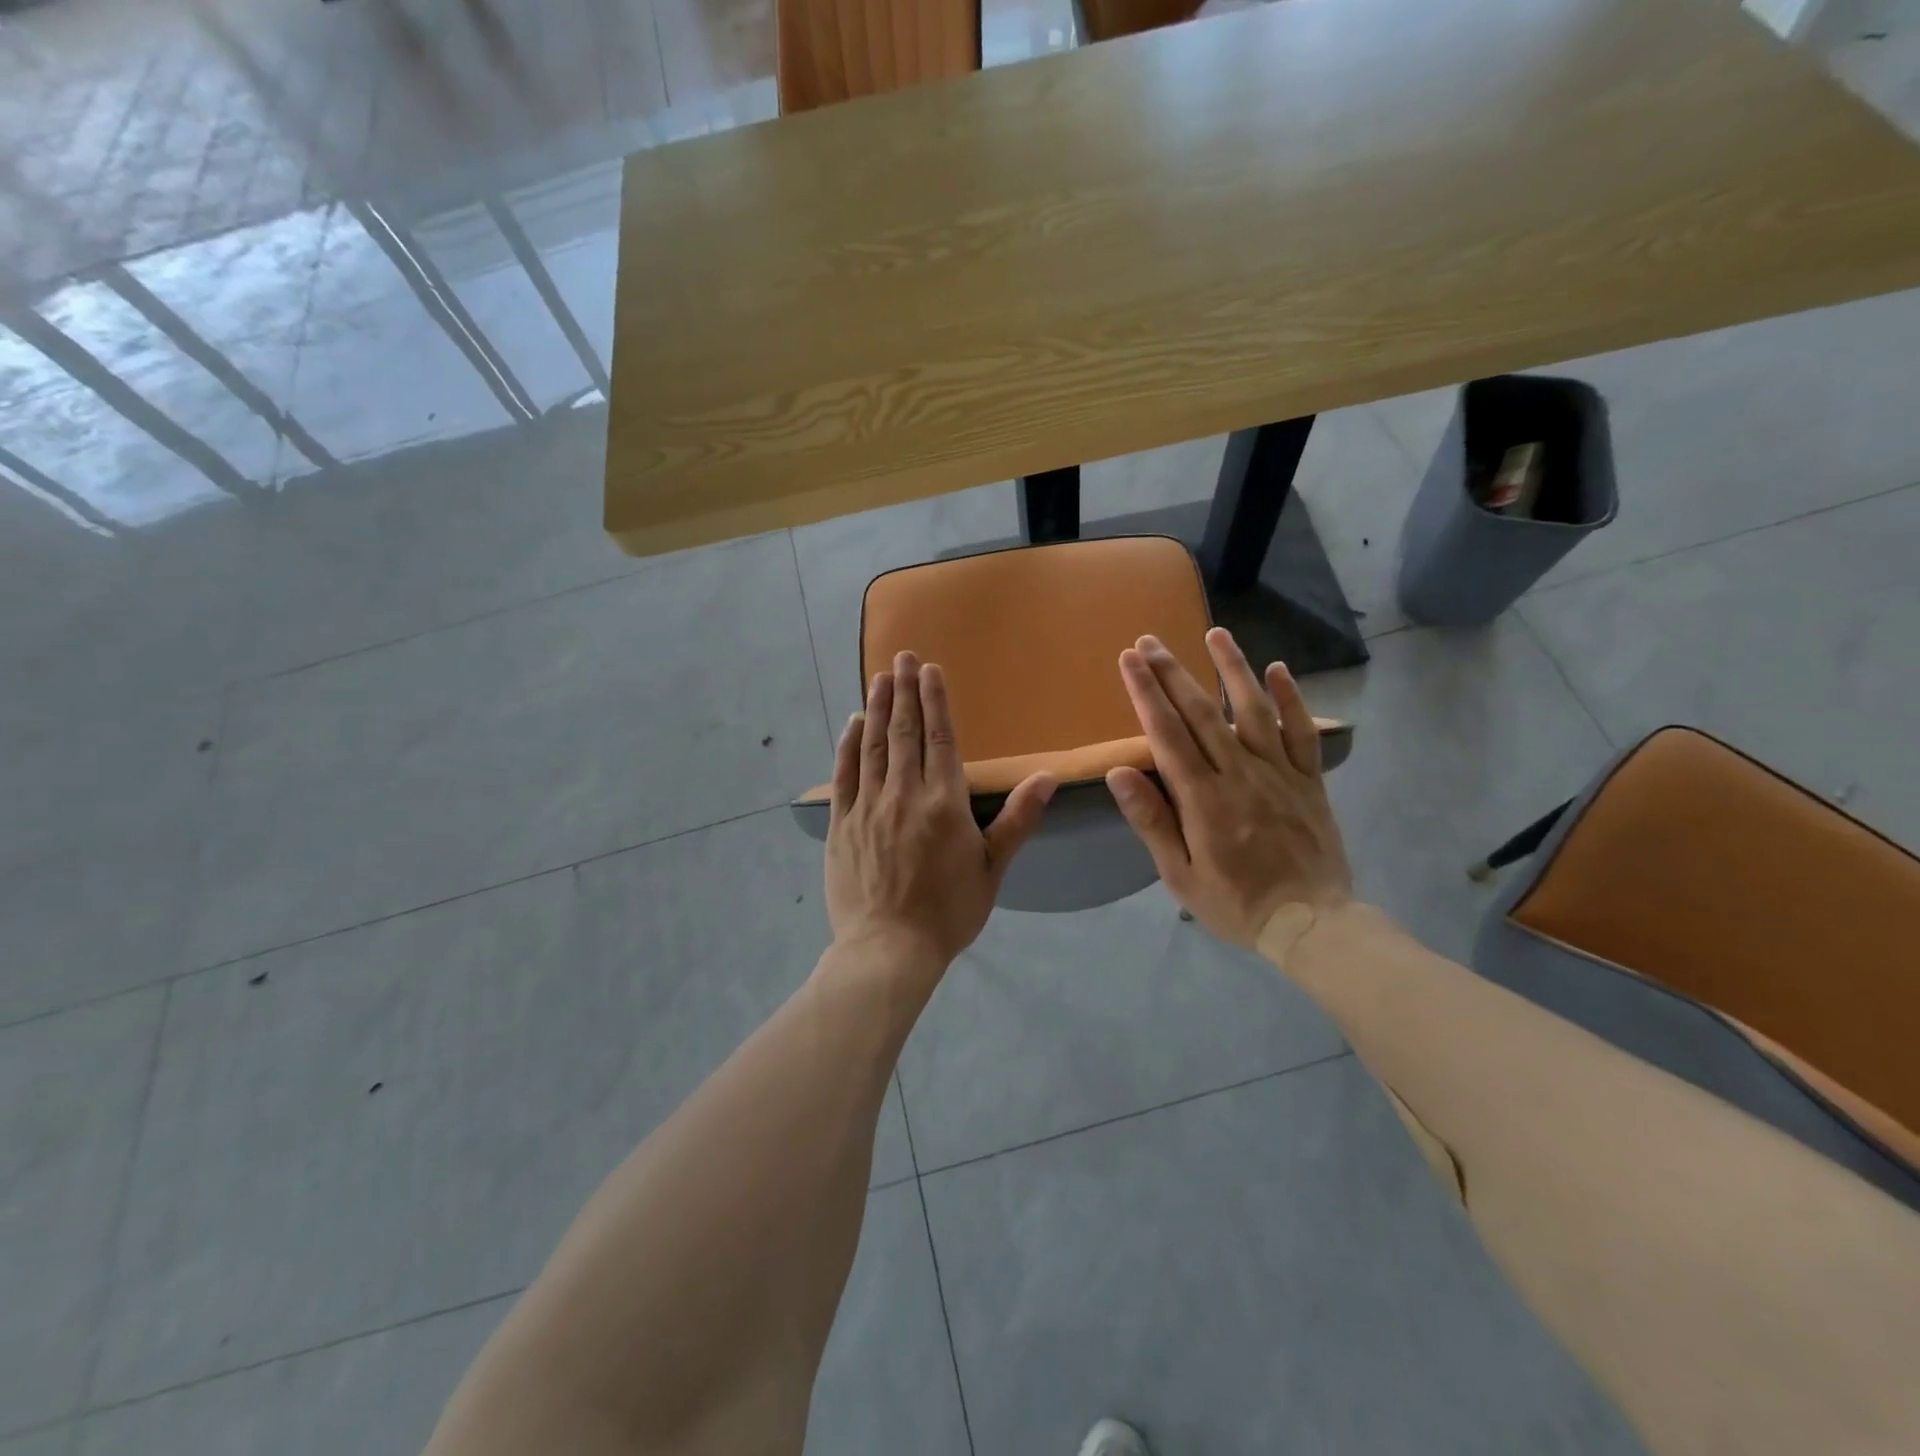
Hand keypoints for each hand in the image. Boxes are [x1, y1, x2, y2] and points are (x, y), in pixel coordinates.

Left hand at [825, 651, 1056, 973]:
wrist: (889, 949)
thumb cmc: (949, 912)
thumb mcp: (992, 869)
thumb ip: (1017, 819)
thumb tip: (1047, 777)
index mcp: (944, 803)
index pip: (939, 738)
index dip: (935, 700)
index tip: (931, 669)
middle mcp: (904, 795)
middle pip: (904, 732)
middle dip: (904, 691)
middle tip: (903, 658)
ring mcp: (868, 807)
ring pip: (872, 746)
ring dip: (876, 708)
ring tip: (879, 678)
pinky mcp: (842, 825)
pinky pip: (845, 775)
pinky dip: (848, 745)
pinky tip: (852, 723)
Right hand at [1106, 628, 1352, 947]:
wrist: (1311, 924)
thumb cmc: (1236, 903)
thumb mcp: (1180, 875)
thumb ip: (1152, 821)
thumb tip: (1120, 773)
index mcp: (1204, 799)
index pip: (1167, 734)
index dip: (1146, 693)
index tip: (1129, 660)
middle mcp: (1240, 774)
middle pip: (1202, 713)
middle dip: (1172, 672)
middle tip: (1150, 640)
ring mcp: (1279, 773)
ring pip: (1253, 710)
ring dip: (1233, 668)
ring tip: (1215, 633)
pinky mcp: (1309, 780)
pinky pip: (1302, 732)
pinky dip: (1292, 699)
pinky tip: (1279, 669)